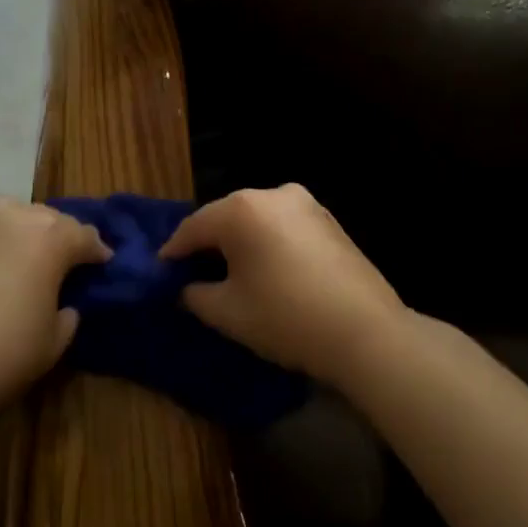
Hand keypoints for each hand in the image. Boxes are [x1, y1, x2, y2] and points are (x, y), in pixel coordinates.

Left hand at [0, 197, 109, 419]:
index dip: (98, 250)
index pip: (84, 236)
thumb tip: (64, 306)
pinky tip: (1, 265)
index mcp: (50, 238)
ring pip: (16, 214)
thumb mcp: (53, 341)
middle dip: (65, 236)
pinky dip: (1, 240)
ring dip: (31, 229)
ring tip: (34, 254)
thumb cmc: (5, 352)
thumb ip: (67, 316)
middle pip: (51, 218)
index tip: (105, 262)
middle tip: (71, 259)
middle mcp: (16, 219)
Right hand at [160, 184, 408, 388]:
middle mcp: (272, 194)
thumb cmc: (286, 318)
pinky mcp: (328, 219)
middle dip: (208, 242)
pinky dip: (268, 242)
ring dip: (240, 241)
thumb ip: (194, 294)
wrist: (366, 332)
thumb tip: (186, 287)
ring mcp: (305, 203)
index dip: (173, 250)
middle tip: (192, 271)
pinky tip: (268, 270)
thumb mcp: (227, 313)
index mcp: (241, 209)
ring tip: (230, 272)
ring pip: (256, 219)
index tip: (161, 270)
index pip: (193, 227)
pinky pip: (283, 226)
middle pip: (225, 216)